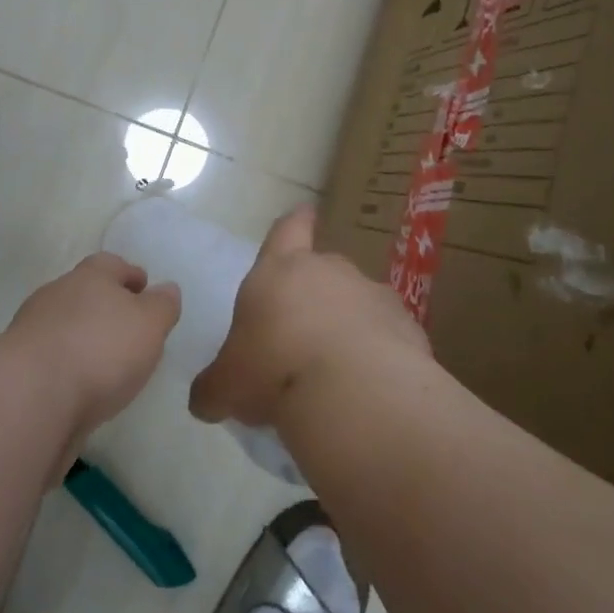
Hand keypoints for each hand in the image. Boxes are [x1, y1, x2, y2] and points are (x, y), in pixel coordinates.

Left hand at [2, 252, 180, 454]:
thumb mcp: (149, 324)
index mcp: (89, 276)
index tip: (144, 288)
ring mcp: (31, 330)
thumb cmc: (100, 350)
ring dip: (83, 338)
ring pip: (64, 326)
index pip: (111, 264)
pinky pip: (50, 359)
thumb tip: (166, 289)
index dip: (129, 274)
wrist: (30, 397)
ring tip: (106, 364)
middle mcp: (56, 295)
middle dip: (105, 306)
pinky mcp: (17, 368)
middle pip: (84, 292)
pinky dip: (66, 367)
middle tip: (129, 328)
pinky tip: (80, 387)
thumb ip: (162, 306)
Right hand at [191, 206, 426, 428]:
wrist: (354, 393)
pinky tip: (370, 386)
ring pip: (358, 302)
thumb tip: (205, 400)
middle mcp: (328, 271)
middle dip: (316, 294)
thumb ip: (215, 386)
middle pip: (323, 269)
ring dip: (349, 325)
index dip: (294, 223)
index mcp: (279, 271)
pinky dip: (380, 353)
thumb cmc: (274, 371)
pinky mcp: (408, 328)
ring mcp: (373, 296)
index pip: (287, 230)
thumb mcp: (227, 385)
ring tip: (339, 369)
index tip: (305, 211)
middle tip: (303, 333)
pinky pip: (388, 336)